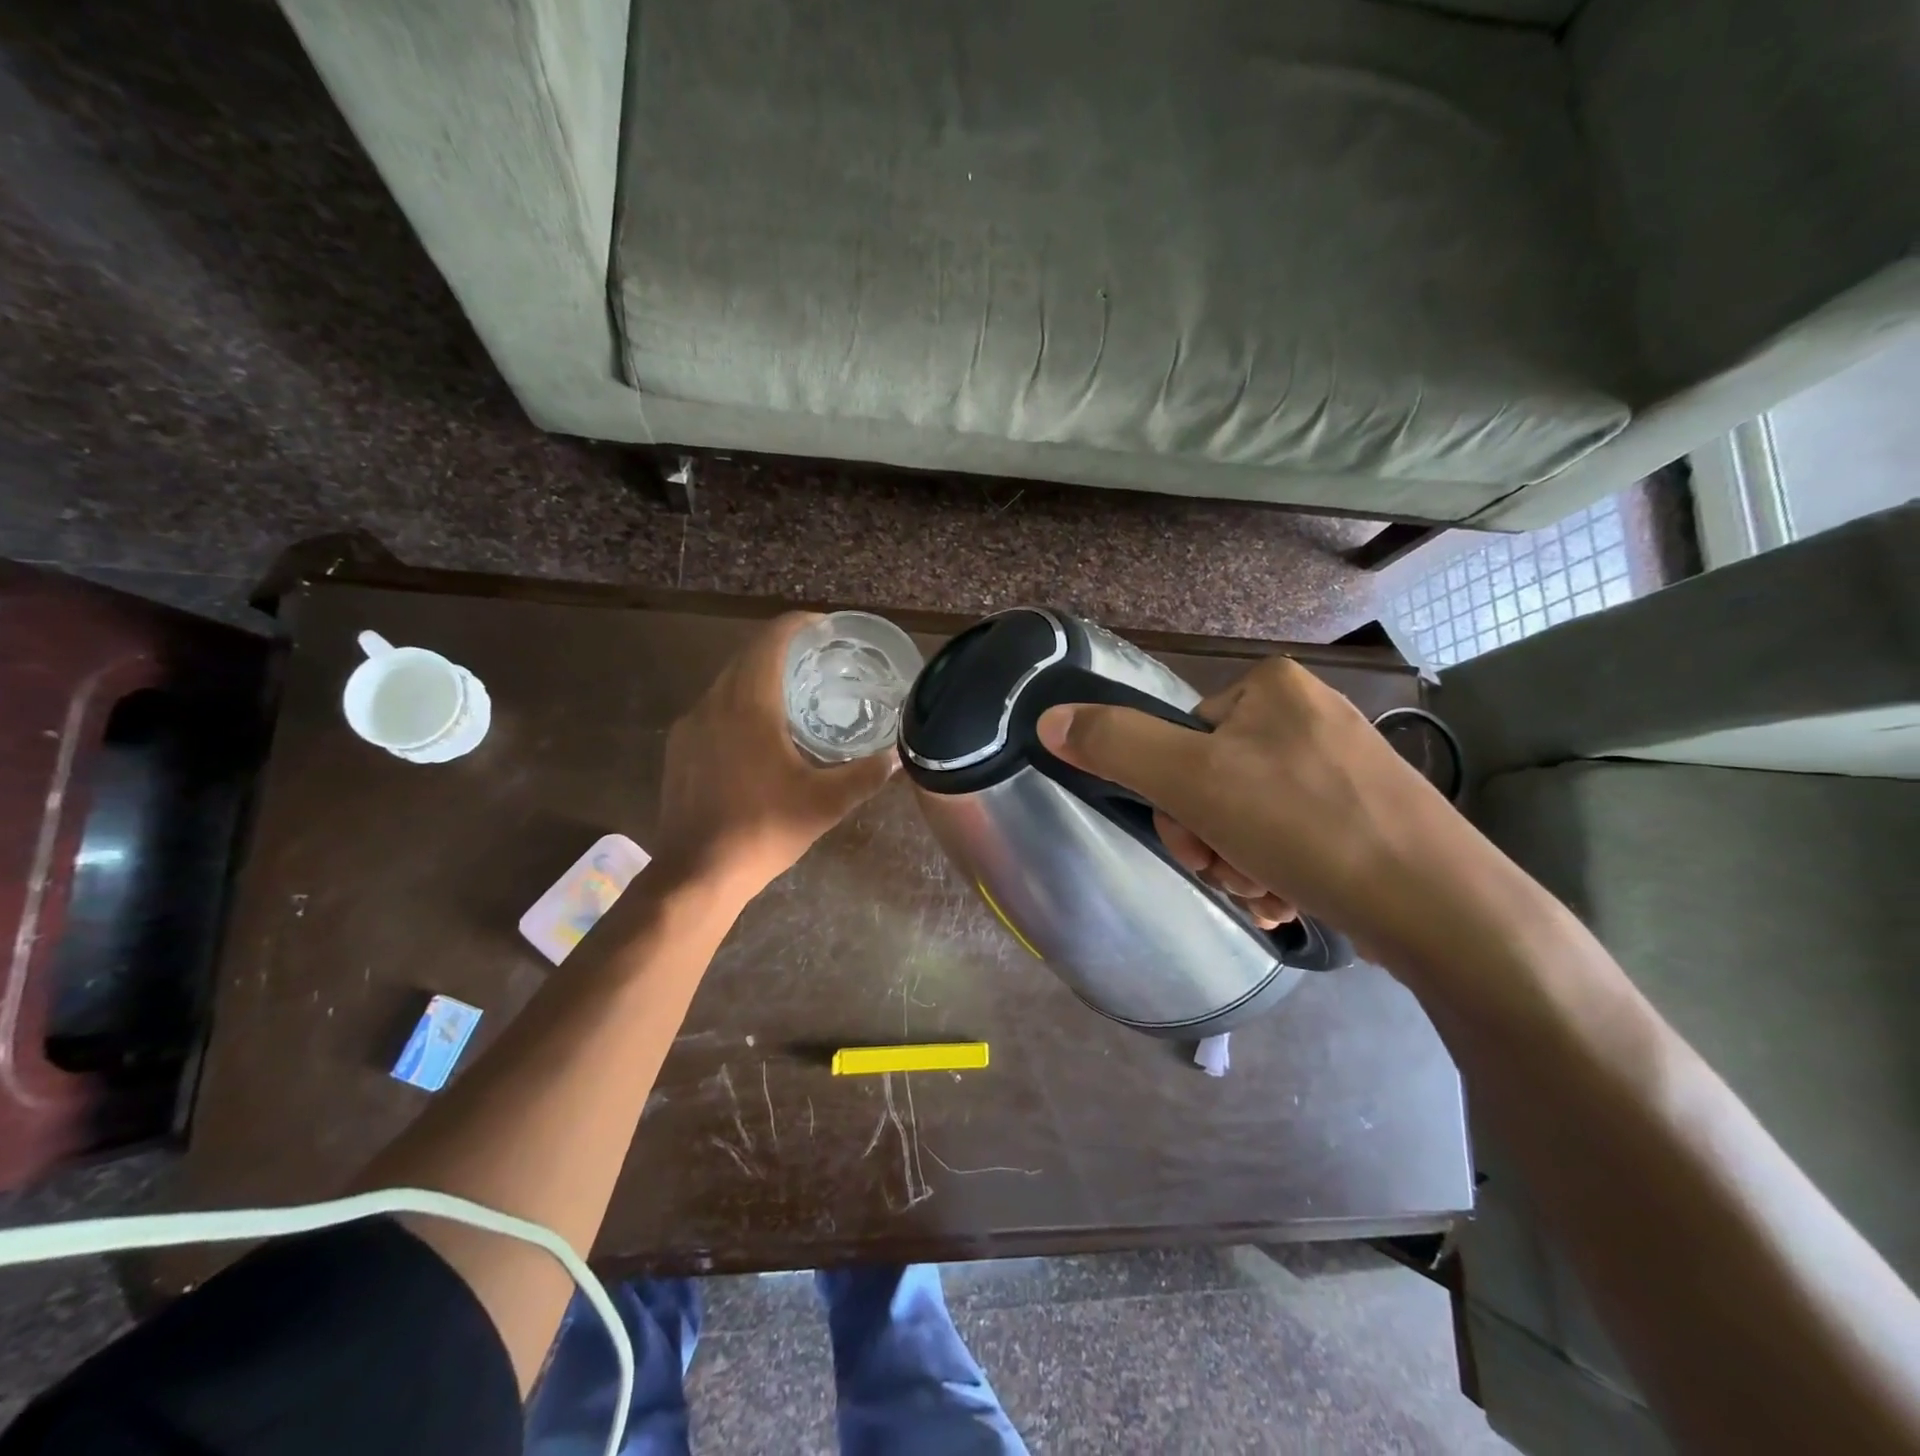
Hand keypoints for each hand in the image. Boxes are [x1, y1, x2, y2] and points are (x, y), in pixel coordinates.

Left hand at [655, 613, 895, 900]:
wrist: (697, 873)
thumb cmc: (764, 829)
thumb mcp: (825, 804)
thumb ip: (865, 774)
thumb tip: (899, 756)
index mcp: (749, 704)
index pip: (771, 641)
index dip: (798, 625)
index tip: (825, 628)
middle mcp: (713, 703)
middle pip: (747, 656)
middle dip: (781, 649)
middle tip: (818, 660)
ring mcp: (690, 726)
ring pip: (726, 682)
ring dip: (758, 677)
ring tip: (793, 694)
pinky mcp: (679, 749)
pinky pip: (712, 708)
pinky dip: (738, 703)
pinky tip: (757, 734)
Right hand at [1037, 655, 1492, 963]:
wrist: (1442, 907)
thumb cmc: (1306, 827)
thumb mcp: (1192, 780)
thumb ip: (1115, 744)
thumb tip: (1047, 719)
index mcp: (1270, 687)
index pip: (1180, 738)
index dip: (1173, 797)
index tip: (1196, 841)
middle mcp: (1308, 714)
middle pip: (1212, 779)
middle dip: (1210, 838)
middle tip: (1233, 872)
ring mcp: (1342, 765)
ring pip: (1247, 815)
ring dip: (1238, 862)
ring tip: (1268, 891)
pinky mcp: (1366, 813)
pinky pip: (1290, 836)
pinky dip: (1276, 871)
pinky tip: (1291, 897)